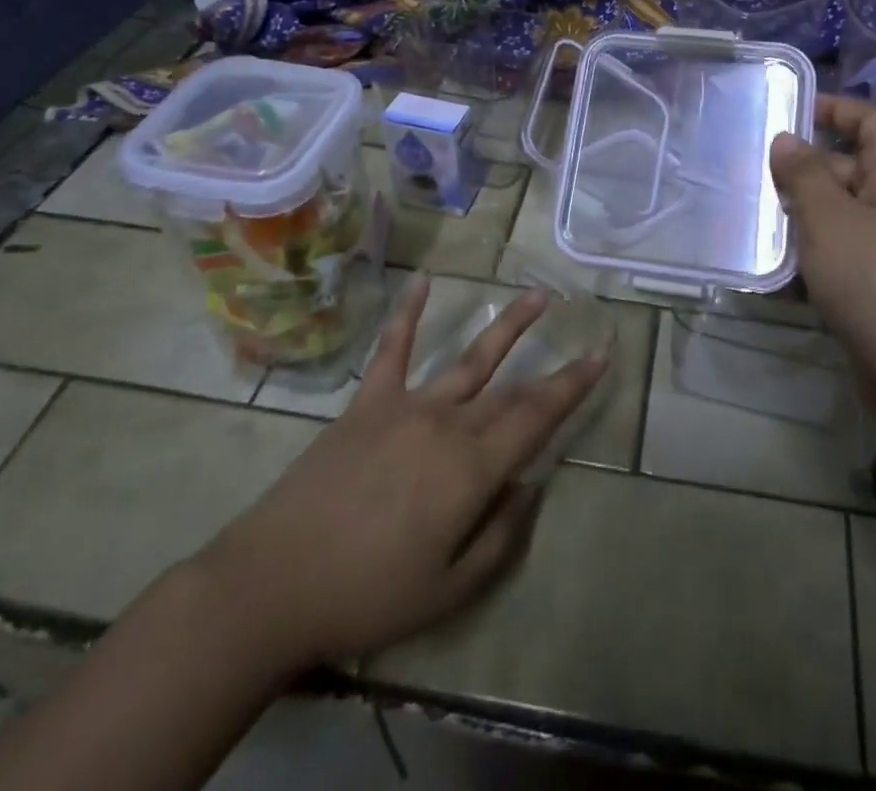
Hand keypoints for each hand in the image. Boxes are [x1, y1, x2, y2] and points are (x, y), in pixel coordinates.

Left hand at [191, 277, 607, 672]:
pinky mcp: (368, 403)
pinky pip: (391, 349)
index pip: (538, 416)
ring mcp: (407, 406)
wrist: (273, 583)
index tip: (602, 355)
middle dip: (552, 365)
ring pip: (469, 357)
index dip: (574, 385)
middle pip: (511, 389)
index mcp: (473, 468)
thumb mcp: (449, 589)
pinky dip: (408, 313)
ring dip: (507, 325)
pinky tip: (424, 281)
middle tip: (582, 335)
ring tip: (536, 295)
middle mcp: (449, 423)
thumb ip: (501, 535)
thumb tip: (530, 486)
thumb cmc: (367, 595)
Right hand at [769, 95, 875, 425]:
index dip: (838, 109)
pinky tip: (779, 270)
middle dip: (808, 167)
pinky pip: (846, 254)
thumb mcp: (829, 220)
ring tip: (758, 217)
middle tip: (757, 173)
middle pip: (856, 167)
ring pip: (846, 214)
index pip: (874, 123)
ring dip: (805, 213)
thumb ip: (805, 174)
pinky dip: (815, 254)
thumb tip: (788, 138)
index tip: (791, 112)